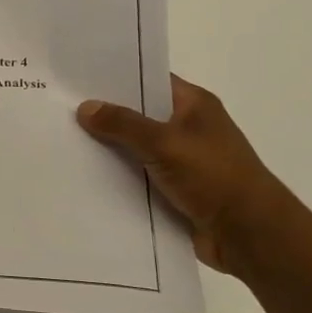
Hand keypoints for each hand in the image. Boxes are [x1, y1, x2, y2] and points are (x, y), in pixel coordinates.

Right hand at [77, 76, 292, 275]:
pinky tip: (85, 175)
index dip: (117, 78)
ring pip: (136, 148)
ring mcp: (182, 160)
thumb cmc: (214, 176)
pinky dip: (118, 177)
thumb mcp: (165, 142)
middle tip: (61, 109)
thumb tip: (85, 108)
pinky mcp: (175, 190)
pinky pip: (139, 176)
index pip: (150, 81)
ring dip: (109, 149)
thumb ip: (123, 124)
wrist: (250, 235)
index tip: (78, 78)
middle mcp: (188, 128)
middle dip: (106, 115)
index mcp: (194, 105)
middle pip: (139, 114)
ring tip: (64, 141)